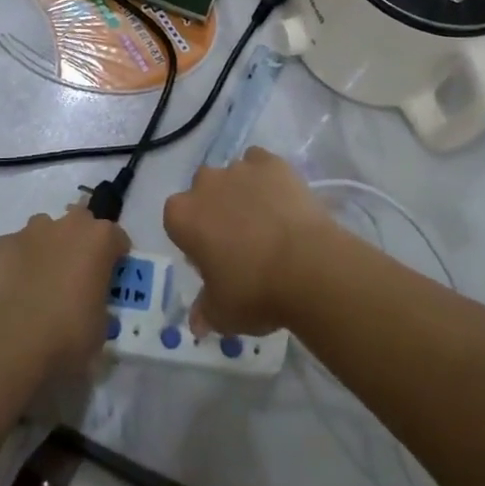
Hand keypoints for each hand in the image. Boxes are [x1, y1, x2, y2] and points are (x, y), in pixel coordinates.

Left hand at [0, 204, 128, 380]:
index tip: (110, 278)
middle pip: (80, 222)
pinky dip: (19, 262)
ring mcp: (31, 231)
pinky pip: (17, 248)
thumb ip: (99, 301)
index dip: (115, 258)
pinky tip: (14, 289)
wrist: (10, 345)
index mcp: (99, 240)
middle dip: (80, 241)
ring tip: (41, 281)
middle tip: (76, 274)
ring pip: (45, 230)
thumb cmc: (67, 336)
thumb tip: (90, 303)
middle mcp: (67, 225)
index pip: (117, 238)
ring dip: (48, 247)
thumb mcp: (101, 326)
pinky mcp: (2, 244)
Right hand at [163, 148, 337, 336]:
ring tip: (267, 222)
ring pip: (233, 176)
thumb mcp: (222, 314)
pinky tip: (281, 201)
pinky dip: (266, 178)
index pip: (177, 220)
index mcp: (182, 216)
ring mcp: (239, 169)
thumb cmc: (254, 291)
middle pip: (203, 192)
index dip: (194, 238)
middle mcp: (204, 184)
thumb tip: (197, 322)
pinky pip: (260, 164)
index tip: (212, 259)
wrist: (308, 267)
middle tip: (239, 241)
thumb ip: (204, 312)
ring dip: (242, 193)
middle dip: (215, 209)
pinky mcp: (272, 162)